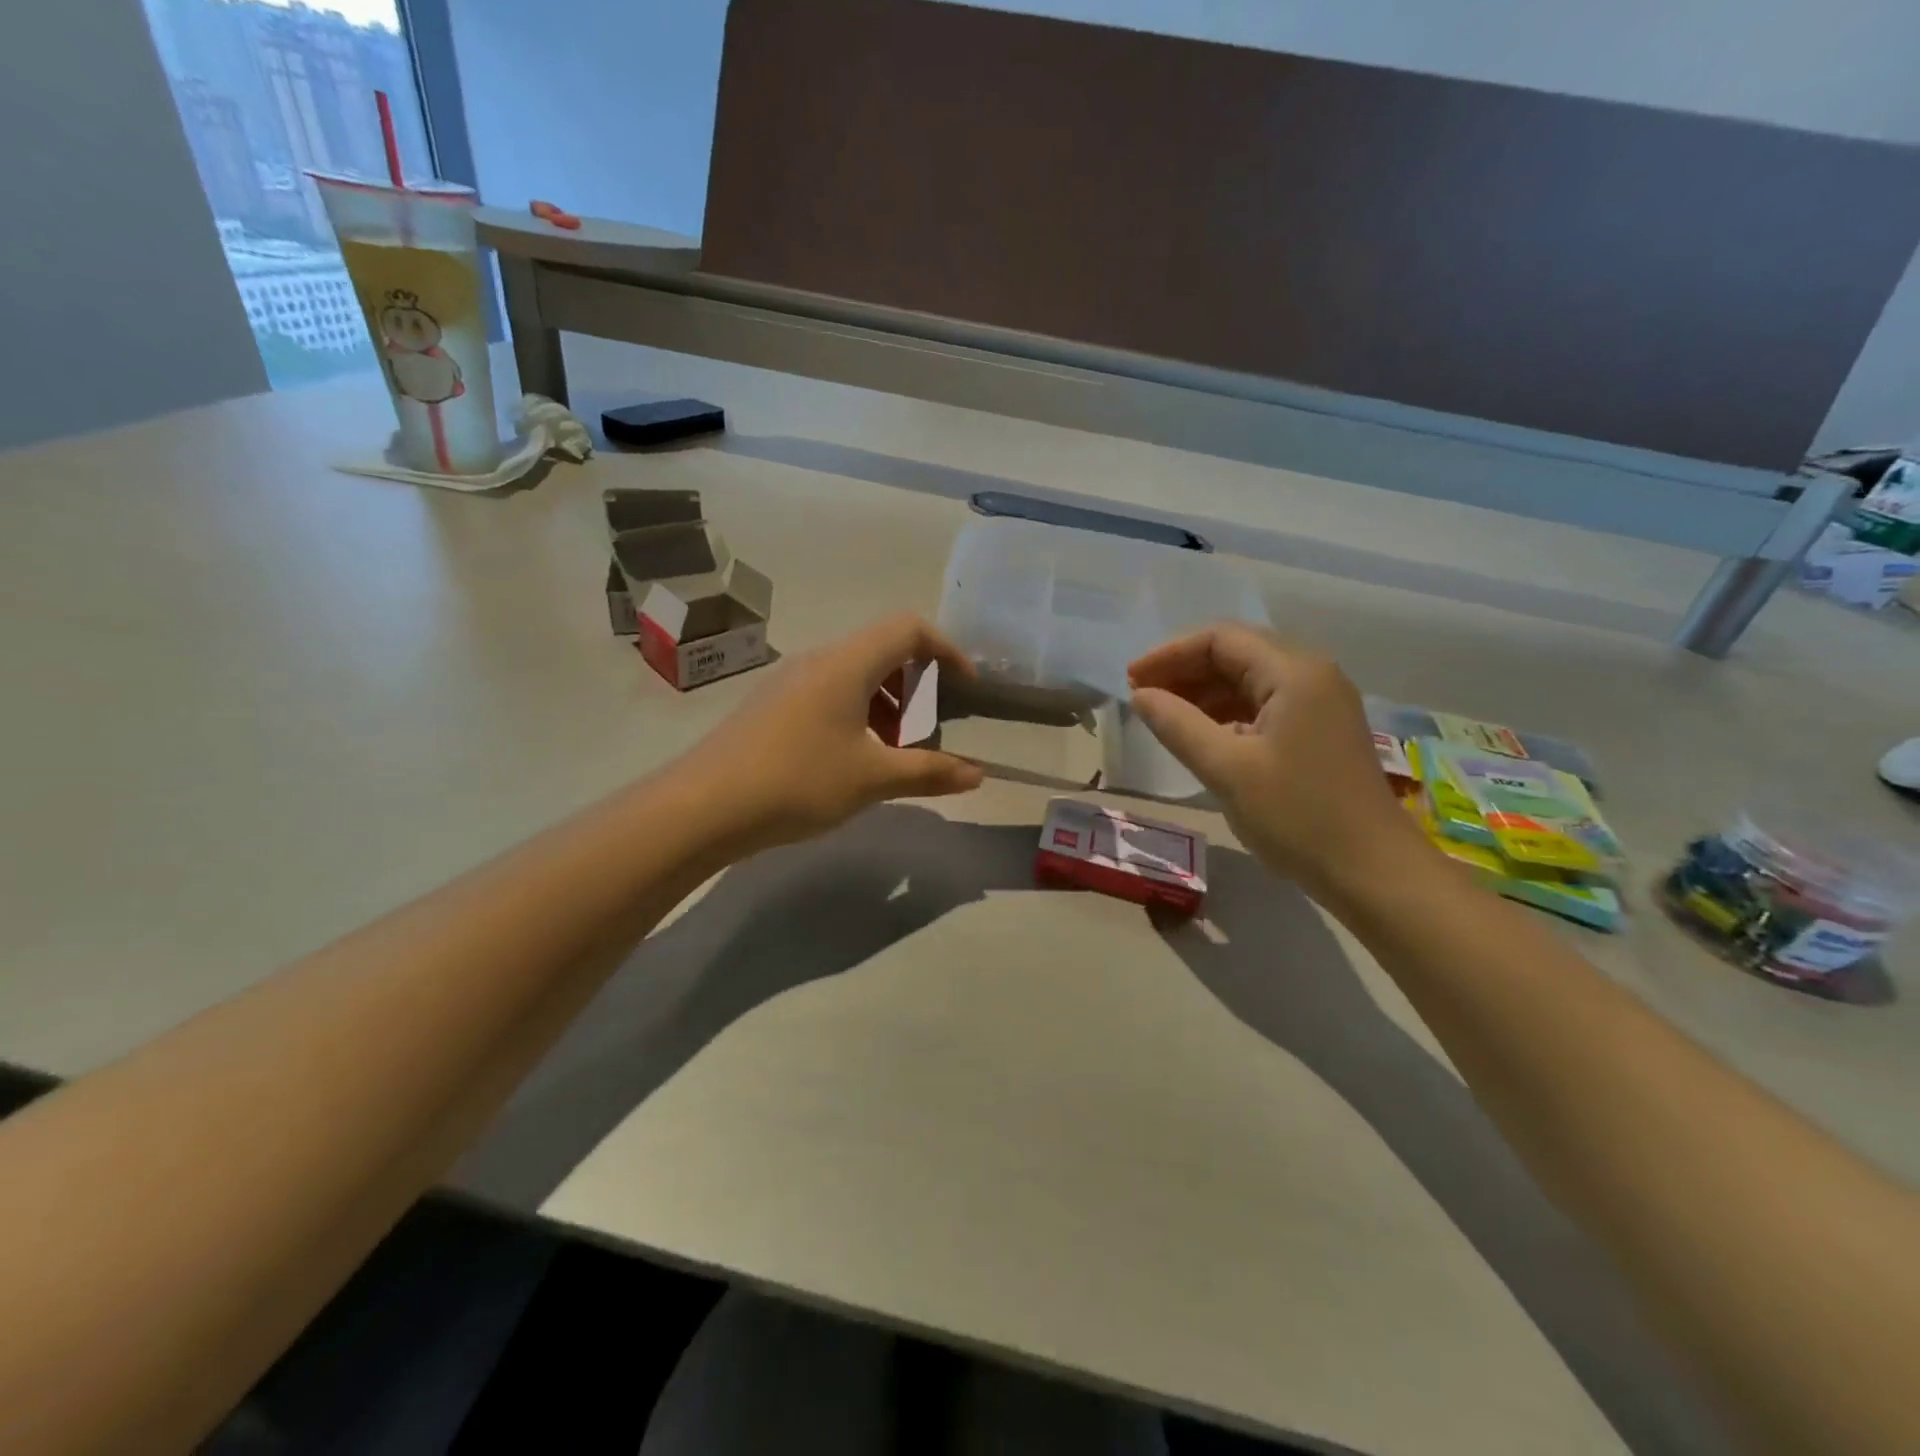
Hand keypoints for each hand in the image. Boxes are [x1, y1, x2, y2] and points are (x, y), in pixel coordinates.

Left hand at [682, 614, 984, 852]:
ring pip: (854, 675)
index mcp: (847, 663)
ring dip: (886, 704)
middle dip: (916, 685)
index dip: (946, 649)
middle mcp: (818, 660)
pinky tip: (851, 759)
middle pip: (882, 650)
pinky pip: (828, 693)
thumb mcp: (872, 779)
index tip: (966, 687)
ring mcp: (789, 681)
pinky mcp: (771, 706)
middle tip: (929, 729)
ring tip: (893, 752)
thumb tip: (977, 774)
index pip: (908, 628)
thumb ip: (930, 772)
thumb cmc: (798, 781)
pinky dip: (856, 714)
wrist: (704, 806)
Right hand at [1128, 624, 1433, 902]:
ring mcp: (1319, 702)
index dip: (1169, 655)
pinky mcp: (1319, 729)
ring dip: (1203, 692)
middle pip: (1235, 653)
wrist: (1372, 871)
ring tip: (1162, 716)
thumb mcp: (1226, 769)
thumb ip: (1177, 725)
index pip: (1220, 639)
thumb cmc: (1297, 816)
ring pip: (1248, 679)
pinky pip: (1263, 705)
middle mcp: (1311, 674)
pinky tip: (1200, 735)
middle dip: (1184, 671)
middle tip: (1141, 698)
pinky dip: (1226, 712)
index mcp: (1294, 672)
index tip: (1130, 681)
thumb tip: (1140, 696)